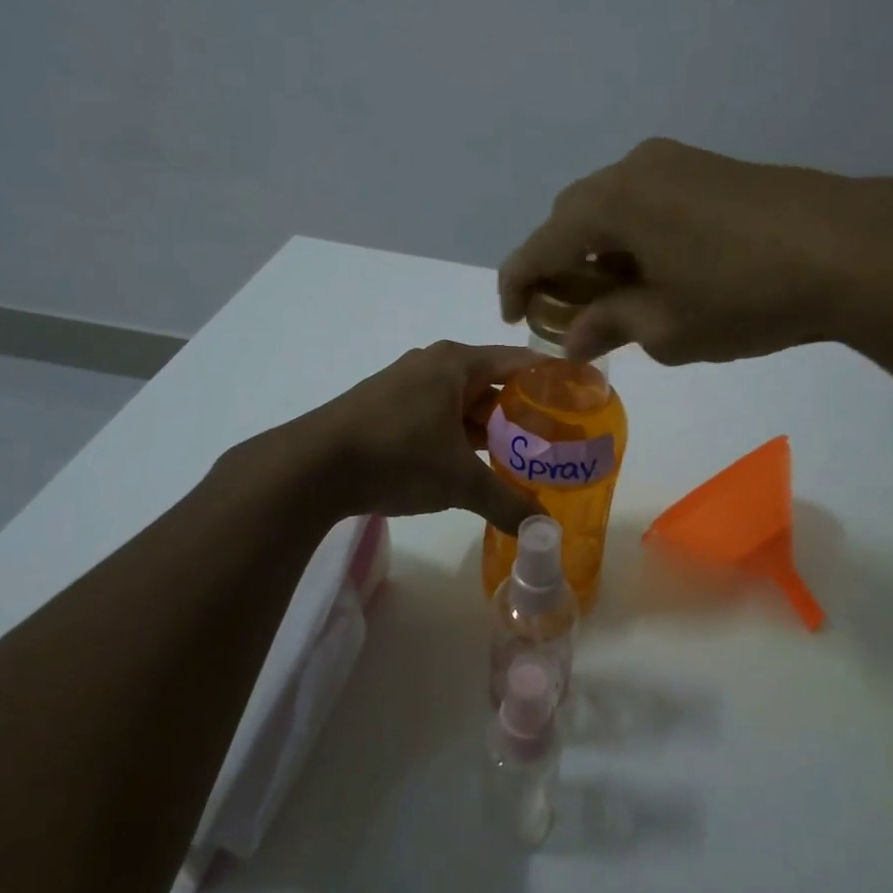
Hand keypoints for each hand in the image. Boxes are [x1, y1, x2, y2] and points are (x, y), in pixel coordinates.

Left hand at [295, 341, 545, 532]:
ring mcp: (405, 385)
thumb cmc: (397, 456)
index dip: (552, 379)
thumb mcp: (459, 480)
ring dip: (489, 428)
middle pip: (492, 383)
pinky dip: (459, 436)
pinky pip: (437, 416)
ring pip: (462, 403)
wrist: (312, 467)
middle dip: (522, 412)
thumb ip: (507, 501)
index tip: (580, 399)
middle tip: (555, 440)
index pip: (520, 362)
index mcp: (457, 363)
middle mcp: (433, 365)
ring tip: (520, 457)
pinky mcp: (385, 409)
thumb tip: (545, 530)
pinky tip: (472, 463)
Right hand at [499, 138, 892, 365]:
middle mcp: (635, 168)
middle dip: (561, 263)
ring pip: (614, 206)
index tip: (514, 317)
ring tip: (618, 297)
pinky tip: (662, 271)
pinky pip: (650, 201)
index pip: (540, 243)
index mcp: (611, 203)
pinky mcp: (713, 169)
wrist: (851, 249)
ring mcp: (678, 161)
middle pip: (574, 216)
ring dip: (602, 249)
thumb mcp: (667, 327)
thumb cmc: (744, 295)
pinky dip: (637, 236)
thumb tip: (574, 337)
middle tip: (571, 311)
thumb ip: (610, 325)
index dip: (518, 282)